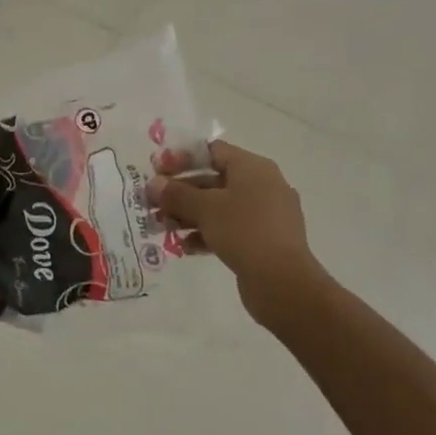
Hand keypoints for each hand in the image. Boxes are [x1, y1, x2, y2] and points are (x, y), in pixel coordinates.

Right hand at [147, 140, 328, 326]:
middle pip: (213, 180)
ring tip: (162, 227)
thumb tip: (154, 184)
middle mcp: (262, 186)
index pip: (213, 151)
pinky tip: (185, 247)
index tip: (157, 171)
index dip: (182, 158)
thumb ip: (176, 193)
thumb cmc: (244, 231)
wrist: (283, 283)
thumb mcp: (204, 208)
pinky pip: (229, 229)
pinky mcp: (264, 241)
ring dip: (189, 215)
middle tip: (152, 203)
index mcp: (253, 168)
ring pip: (219, 207)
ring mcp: (265, 215)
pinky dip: (206, 234)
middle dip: (180, 192)